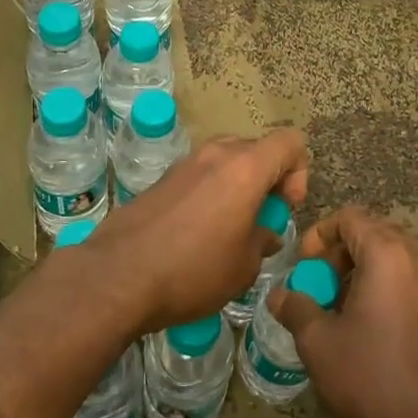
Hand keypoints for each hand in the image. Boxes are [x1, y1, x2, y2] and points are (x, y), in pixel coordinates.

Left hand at [86, 128, 308, 332]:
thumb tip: (263, 232)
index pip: (290, 141)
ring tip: (229, 229)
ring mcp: (185, 163)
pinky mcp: (161, 178)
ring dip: (237, 186)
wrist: (118, 275)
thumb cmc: (193, 271)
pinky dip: (210, 193)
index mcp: (245, 168)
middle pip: (257, 148)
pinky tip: (197, 234)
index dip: (299, 171)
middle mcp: (216, 154)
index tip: (284, 207)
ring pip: (226, 160)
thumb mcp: (244, 266)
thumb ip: (263, 240)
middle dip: (267, 179)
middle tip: (259, 221)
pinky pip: (200, 175)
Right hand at [271, 206, 417, 417]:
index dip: (320, 233)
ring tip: (339, 308)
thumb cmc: (372, 377)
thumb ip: (297, 309)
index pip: (350, 217)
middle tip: (320, 284)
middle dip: (341, 251)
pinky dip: (383, 289)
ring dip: (362, 270)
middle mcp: (415, 260)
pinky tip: (366, 328)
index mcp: (386, 254)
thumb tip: (279, 295)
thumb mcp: (319, 343)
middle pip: (374, 232)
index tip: (303, 265)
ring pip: (393, 258)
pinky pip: (407, 282)